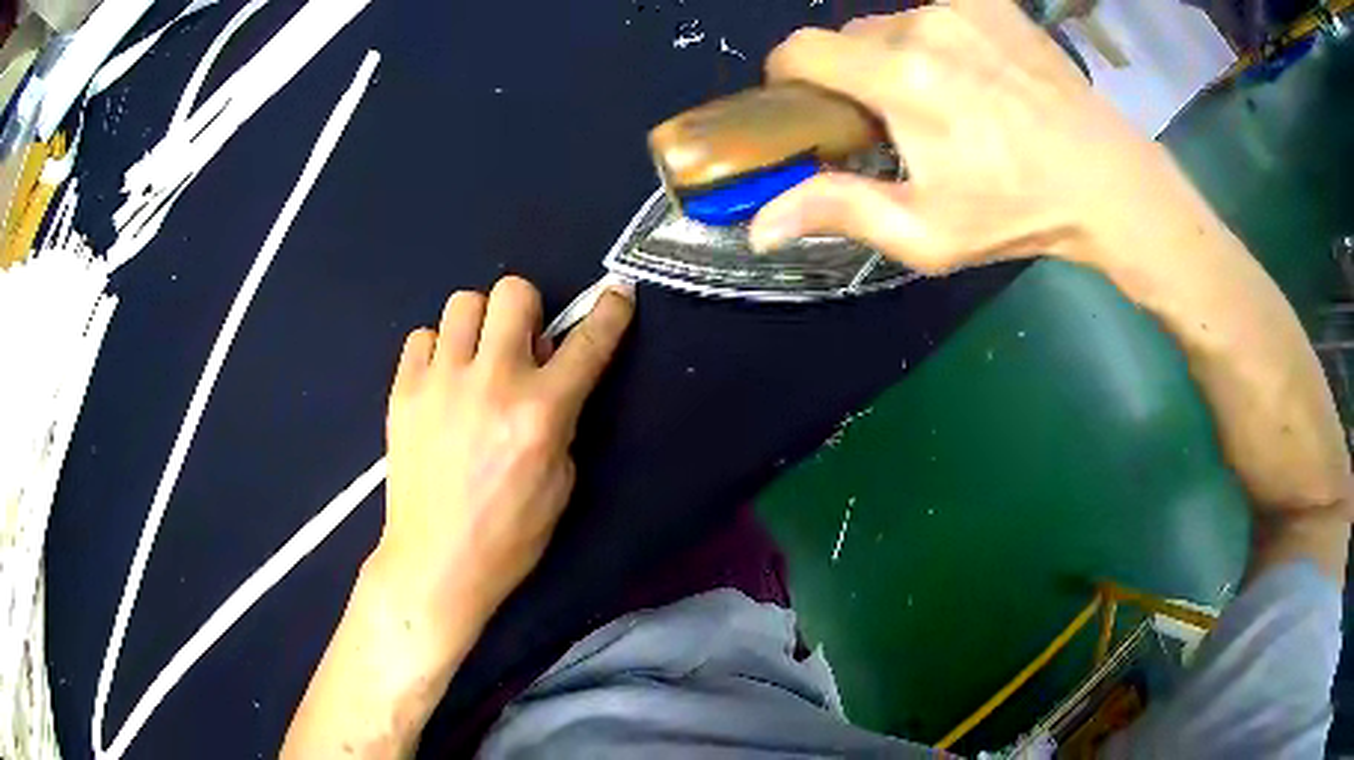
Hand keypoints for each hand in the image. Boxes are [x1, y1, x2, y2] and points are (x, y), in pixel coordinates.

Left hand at [373, 276, 634, 639]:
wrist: (436, 562)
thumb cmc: (509, 535)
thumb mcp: (561, 483)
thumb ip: (560, 420)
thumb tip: (548, 379)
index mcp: (540, 413)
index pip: (587, 343)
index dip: (610, 311)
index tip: (617, 293)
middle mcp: (491, 382)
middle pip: (513, 292)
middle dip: (527, 310)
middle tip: (522, 346)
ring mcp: (440, 382)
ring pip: (463, 302)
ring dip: (480, 325)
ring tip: (476, 361)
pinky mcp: (402, 391)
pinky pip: (422, 337)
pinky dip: (438, 350)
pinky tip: (442, 383)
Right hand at [749, 0, 1162, 273]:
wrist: (1106, 180)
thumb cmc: (1018, 212)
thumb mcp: (928, 233)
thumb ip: (840, 212)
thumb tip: (757, 226)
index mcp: (901, 78)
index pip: (801, 50)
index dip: (789, 75)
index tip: (809, 104)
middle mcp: (922, 25)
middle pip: (849, 38)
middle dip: (853, 74)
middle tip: (893, 117)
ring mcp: (961, 7)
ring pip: (893, 23)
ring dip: (897, 55)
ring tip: (944, 97)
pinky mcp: (991, 2)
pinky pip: (935, 11)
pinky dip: (936, 37)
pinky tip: (973, 72)